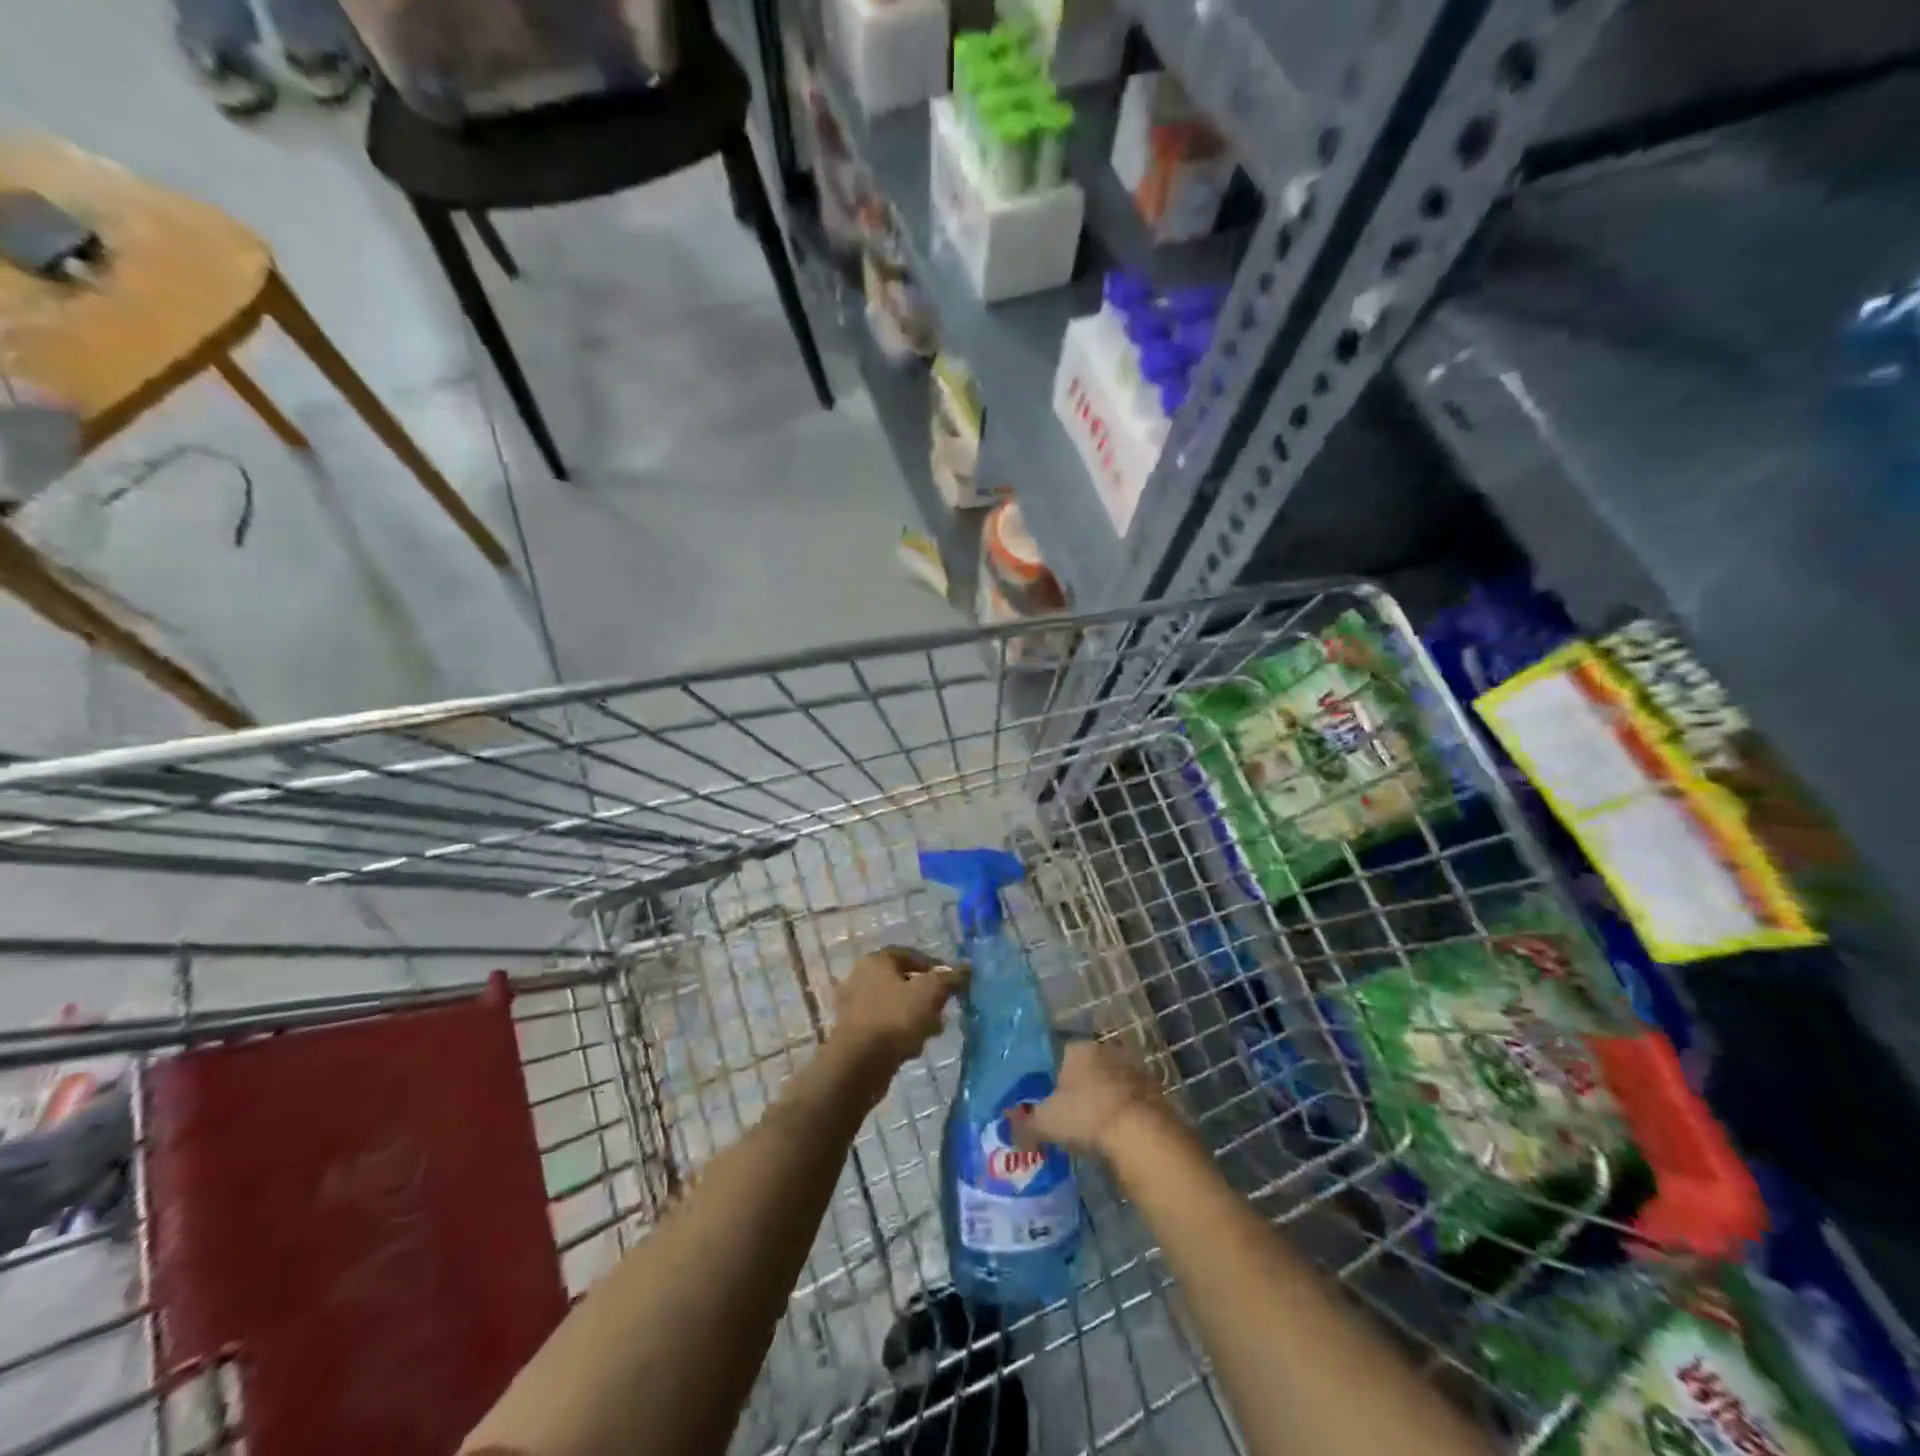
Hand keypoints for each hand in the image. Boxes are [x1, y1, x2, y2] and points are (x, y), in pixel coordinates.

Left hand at [830, 947, 964, 1076]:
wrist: (859, 1064)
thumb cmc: (895, 1018)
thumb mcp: (930, 993)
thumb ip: (949, 979)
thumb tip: (966, 968)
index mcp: (876, 961)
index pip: (910, 954)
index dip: (934, 966)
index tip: (952, 982)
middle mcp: (861, 978)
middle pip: (904, 981)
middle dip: (927, 996)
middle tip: (944, 1009)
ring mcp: (855, 1007)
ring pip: (896, 1006)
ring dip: (917, 1017)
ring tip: (933, 1031)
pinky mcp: (855, 1034)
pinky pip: (886, 1027)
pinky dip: (901, 1033)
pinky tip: (913, 1047)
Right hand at [1015, 1040, 1172, 1158]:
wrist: (1142, 1134)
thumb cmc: (1086, 1117)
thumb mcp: (1045, 1123)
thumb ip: (1023, 1123)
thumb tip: (1007, 1124)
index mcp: (1077, 1048)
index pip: (1059, 1053)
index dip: (1052, 1077)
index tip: (1049, 1100)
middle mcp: (1106, 1050)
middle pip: (1087, 1067)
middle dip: (1080, 1087)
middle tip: (1070, 1115)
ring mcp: (1134, 1069)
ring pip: (1111, 1082)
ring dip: (1104, 1099)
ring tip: (1093, 1128)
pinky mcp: (1155, 1092)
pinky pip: (1130, 1100)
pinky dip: (1123, 1113)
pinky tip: (1116, 1135)